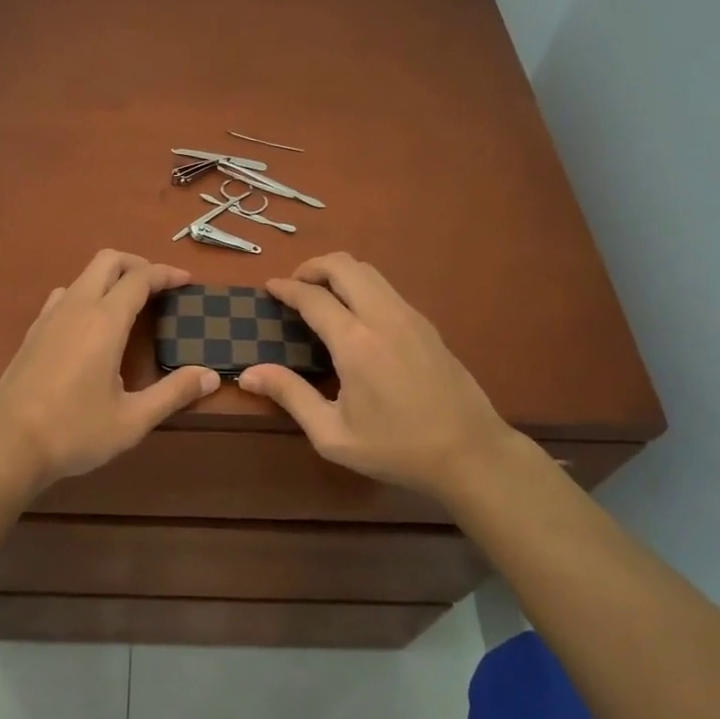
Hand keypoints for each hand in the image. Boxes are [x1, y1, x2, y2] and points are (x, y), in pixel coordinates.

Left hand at [0, 250, 220, 491]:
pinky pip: (64, 294)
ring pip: (83, 275)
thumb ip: (174, 393)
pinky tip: (91, 325)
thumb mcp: (132, 420)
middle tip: (160, 286)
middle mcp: (76, 307)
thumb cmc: (74, 432)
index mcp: (104, 321)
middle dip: (138, 264)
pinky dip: (87, 293)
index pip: (140, 278)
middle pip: (108, 260)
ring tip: (129, 304)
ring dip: (110, 277)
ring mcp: (49, 316)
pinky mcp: (33, 331)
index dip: (166, 274)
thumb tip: (210, 375)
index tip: (187, 281)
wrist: (7, 445)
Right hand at [238, 253, 523, 499]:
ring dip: (339, 273)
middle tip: (294, 286)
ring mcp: (410, 316)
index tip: (269, 287)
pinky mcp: (427, 325)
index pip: (312, 296)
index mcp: (355, 342)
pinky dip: (361, 286)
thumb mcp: (333, 434)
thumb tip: (248, 372)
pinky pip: (387, 288)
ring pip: (369, 271)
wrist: (470, 453)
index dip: (286, 288)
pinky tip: (355, 315)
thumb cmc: (397, 449)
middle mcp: (383, 316)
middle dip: (312, 267)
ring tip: (321, 295)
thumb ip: (291, 395)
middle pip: (344, 265)